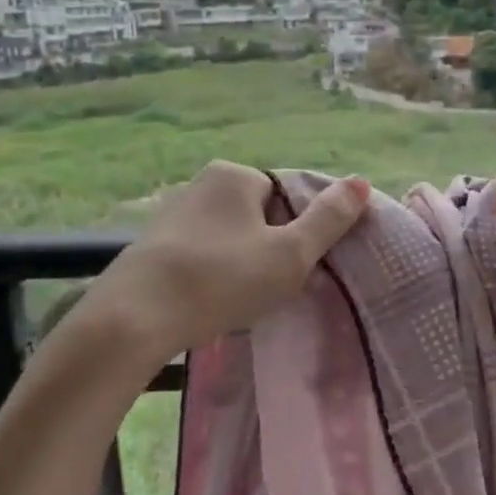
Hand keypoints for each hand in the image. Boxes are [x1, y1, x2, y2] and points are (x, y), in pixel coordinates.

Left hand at [82, 161, 372, 366]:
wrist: (134, 318)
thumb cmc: (222, 280)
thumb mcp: (290, 254)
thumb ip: (328, 219)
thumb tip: (361, 182)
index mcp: (234, 175)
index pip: (286, 194)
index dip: (299, 232)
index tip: (296, 267)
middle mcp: (200, 184)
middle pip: (258, 215)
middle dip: (270, 249)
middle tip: (272, 288)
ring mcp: (171, 215)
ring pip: (229, 238)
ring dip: (242, 265)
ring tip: (241, 301)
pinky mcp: (151, 247)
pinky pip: (200, 255)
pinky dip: (212, 276)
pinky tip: (210, 303)